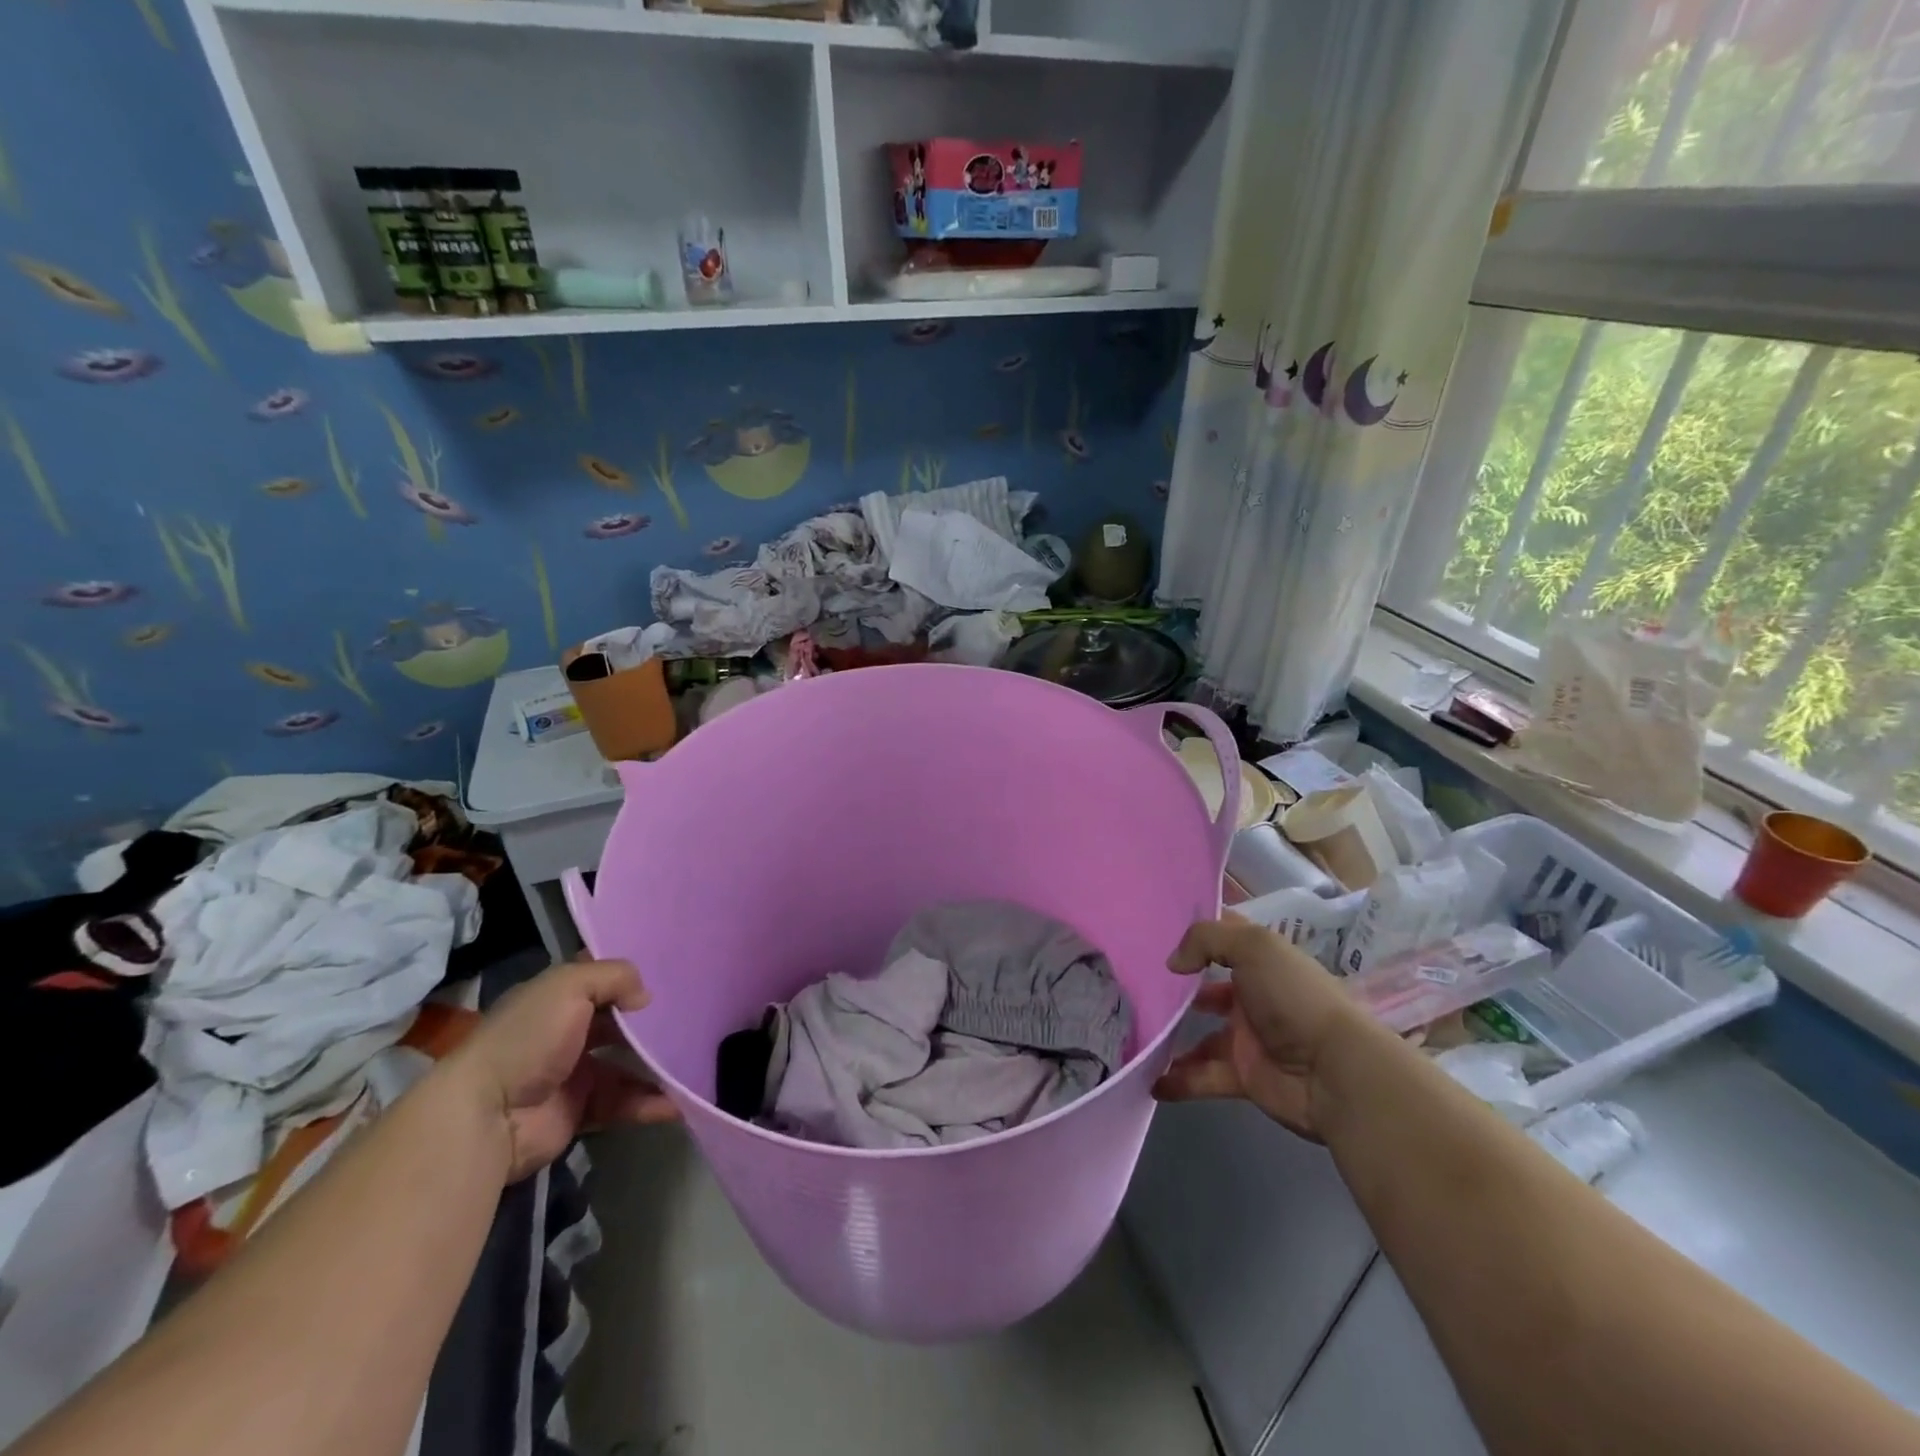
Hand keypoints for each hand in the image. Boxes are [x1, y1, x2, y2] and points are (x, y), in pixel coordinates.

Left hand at [448, 958, 679, 1183]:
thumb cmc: (528, 1038)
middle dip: (650, 1022)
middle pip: (618, 1022)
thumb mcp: (570, 986)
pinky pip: (624, 1103)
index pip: (598, 978)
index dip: (628, 975)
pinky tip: (679, 1103)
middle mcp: (566, 1032)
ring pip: (626, 1064)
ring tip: (694, 1063)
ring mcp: (574, 1073)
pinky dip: (650, 1104)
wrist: (487, 1116)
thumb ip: (615, 977)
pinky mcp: (581, 1111)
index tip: (668, 971)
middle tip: (692, 1018)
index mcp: (556, 999)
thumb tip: (645, 997)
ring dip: (657, 1066)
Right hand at [1152, 917, 1373, 1141]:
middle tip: (1134, 989)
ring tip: (1136, 1036)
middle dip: (1175, 990)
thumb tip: (1174, 964)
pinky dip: (1178, 1081)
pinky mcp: (1244, 1077)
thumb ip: (1206, 940)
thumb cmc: (1294, 997)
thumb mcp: (1254, 947)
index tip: (1153, 931)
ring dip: (1171, 1038)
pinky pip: (1203, 1076)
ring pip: (1201, 1036)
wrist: (1335, 1072)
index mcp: (1261, 963)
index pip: (1223, 939)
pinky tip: (1150, 1081)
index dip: (1194, 933)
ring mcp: (1248, 1038)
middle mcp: (1253, 996)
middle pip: (1205, 989)